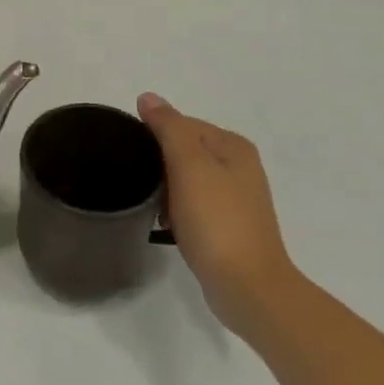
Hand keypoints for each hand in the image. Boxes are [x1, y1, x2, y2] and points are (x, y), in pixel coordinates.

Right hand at [138, 93, 296, 334]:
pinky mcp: (229, 226)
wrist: (248, 287)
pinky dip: (178, 212)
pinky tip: (168, 227)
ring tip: (155, 210)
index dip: (155, 138)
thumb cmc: (216, 220)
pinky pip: (194, 206)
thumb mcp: (189, 165)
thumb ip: (169, 127)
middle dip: (160, 166)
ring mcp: (237, 199)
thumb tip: (148, 97)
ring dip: (167, 192)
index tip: (136, 159)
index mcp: (234, 146)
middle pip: (185, 151)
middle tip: (143, 187)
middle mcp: (240, 167)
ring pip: (187, 180)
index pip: (182, 124)